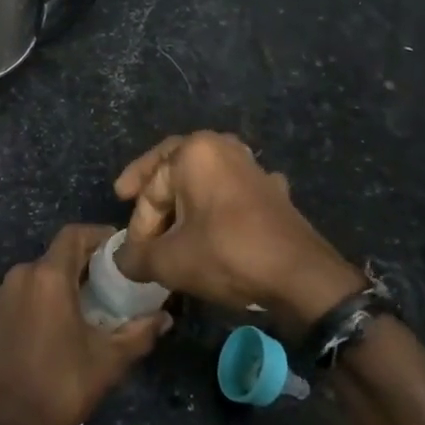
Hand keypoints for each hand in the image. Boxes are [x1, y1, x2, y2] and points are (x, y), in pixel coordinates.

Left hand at [0, 223, 170, 424]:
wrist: (8, 422)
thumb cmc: (61, 384)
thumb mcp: (109, 359)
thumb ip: (140, 332)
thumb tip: (165, 317)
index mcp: (48, 276)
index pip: (75, 234)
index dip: (100, 235)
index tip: (122, 248)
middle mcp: (23, 274)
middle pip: (60, 252)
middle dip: (88, 259)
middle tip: (117, 278)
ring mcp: (6, 292)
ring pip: (43, 271)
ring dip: (69, 277)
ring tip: (97, 299)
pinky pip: (29, 288)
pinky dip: (50, 292)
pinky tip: (68, 316)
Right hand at [114, 132, 362, 330]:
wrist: (300, 276)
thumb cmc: (227, 254)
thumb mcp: (170, 261)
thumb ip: (137, 257)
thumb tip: (123, 261)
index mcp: (194, 152)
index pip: (151, 188)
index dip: (138, 223)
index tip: (133, 253)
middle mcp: (223, 147)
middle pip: (174, 167)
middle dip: (152, 187)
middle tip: (127, 196)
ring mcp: (252, 167)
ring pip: (204, 177)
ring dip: (184, 197)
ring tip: (169, 218)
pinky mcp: (272, 190)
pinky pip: (231, 192)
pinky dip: (215, 206)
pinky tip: (213, 224)